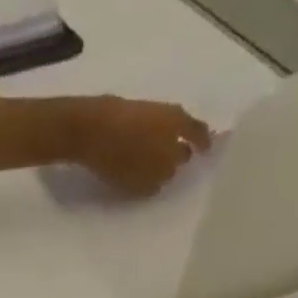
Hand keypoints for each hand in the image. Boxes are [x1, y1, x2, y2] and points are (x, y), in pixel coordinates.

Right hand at [72, 97, 211, 196]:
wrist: (93, 132)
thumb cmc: (116, 111)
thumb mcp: (149, 108)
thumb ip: (167, 122)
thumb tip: (176, 136)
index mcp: (176, 120)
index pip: (198, 133)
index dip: (203, 140)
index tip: (205, 147)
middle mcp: (171, 148)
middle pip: (183, 157)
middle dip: (176, 154)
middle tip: (163, 152)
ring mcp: (156, 171)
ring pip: (167, 175)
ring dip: (161, 170)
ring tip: (145, 164)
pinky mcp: (141, 188)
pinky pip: (152, 189)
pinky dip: (148, 183)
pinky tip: (136, 175)